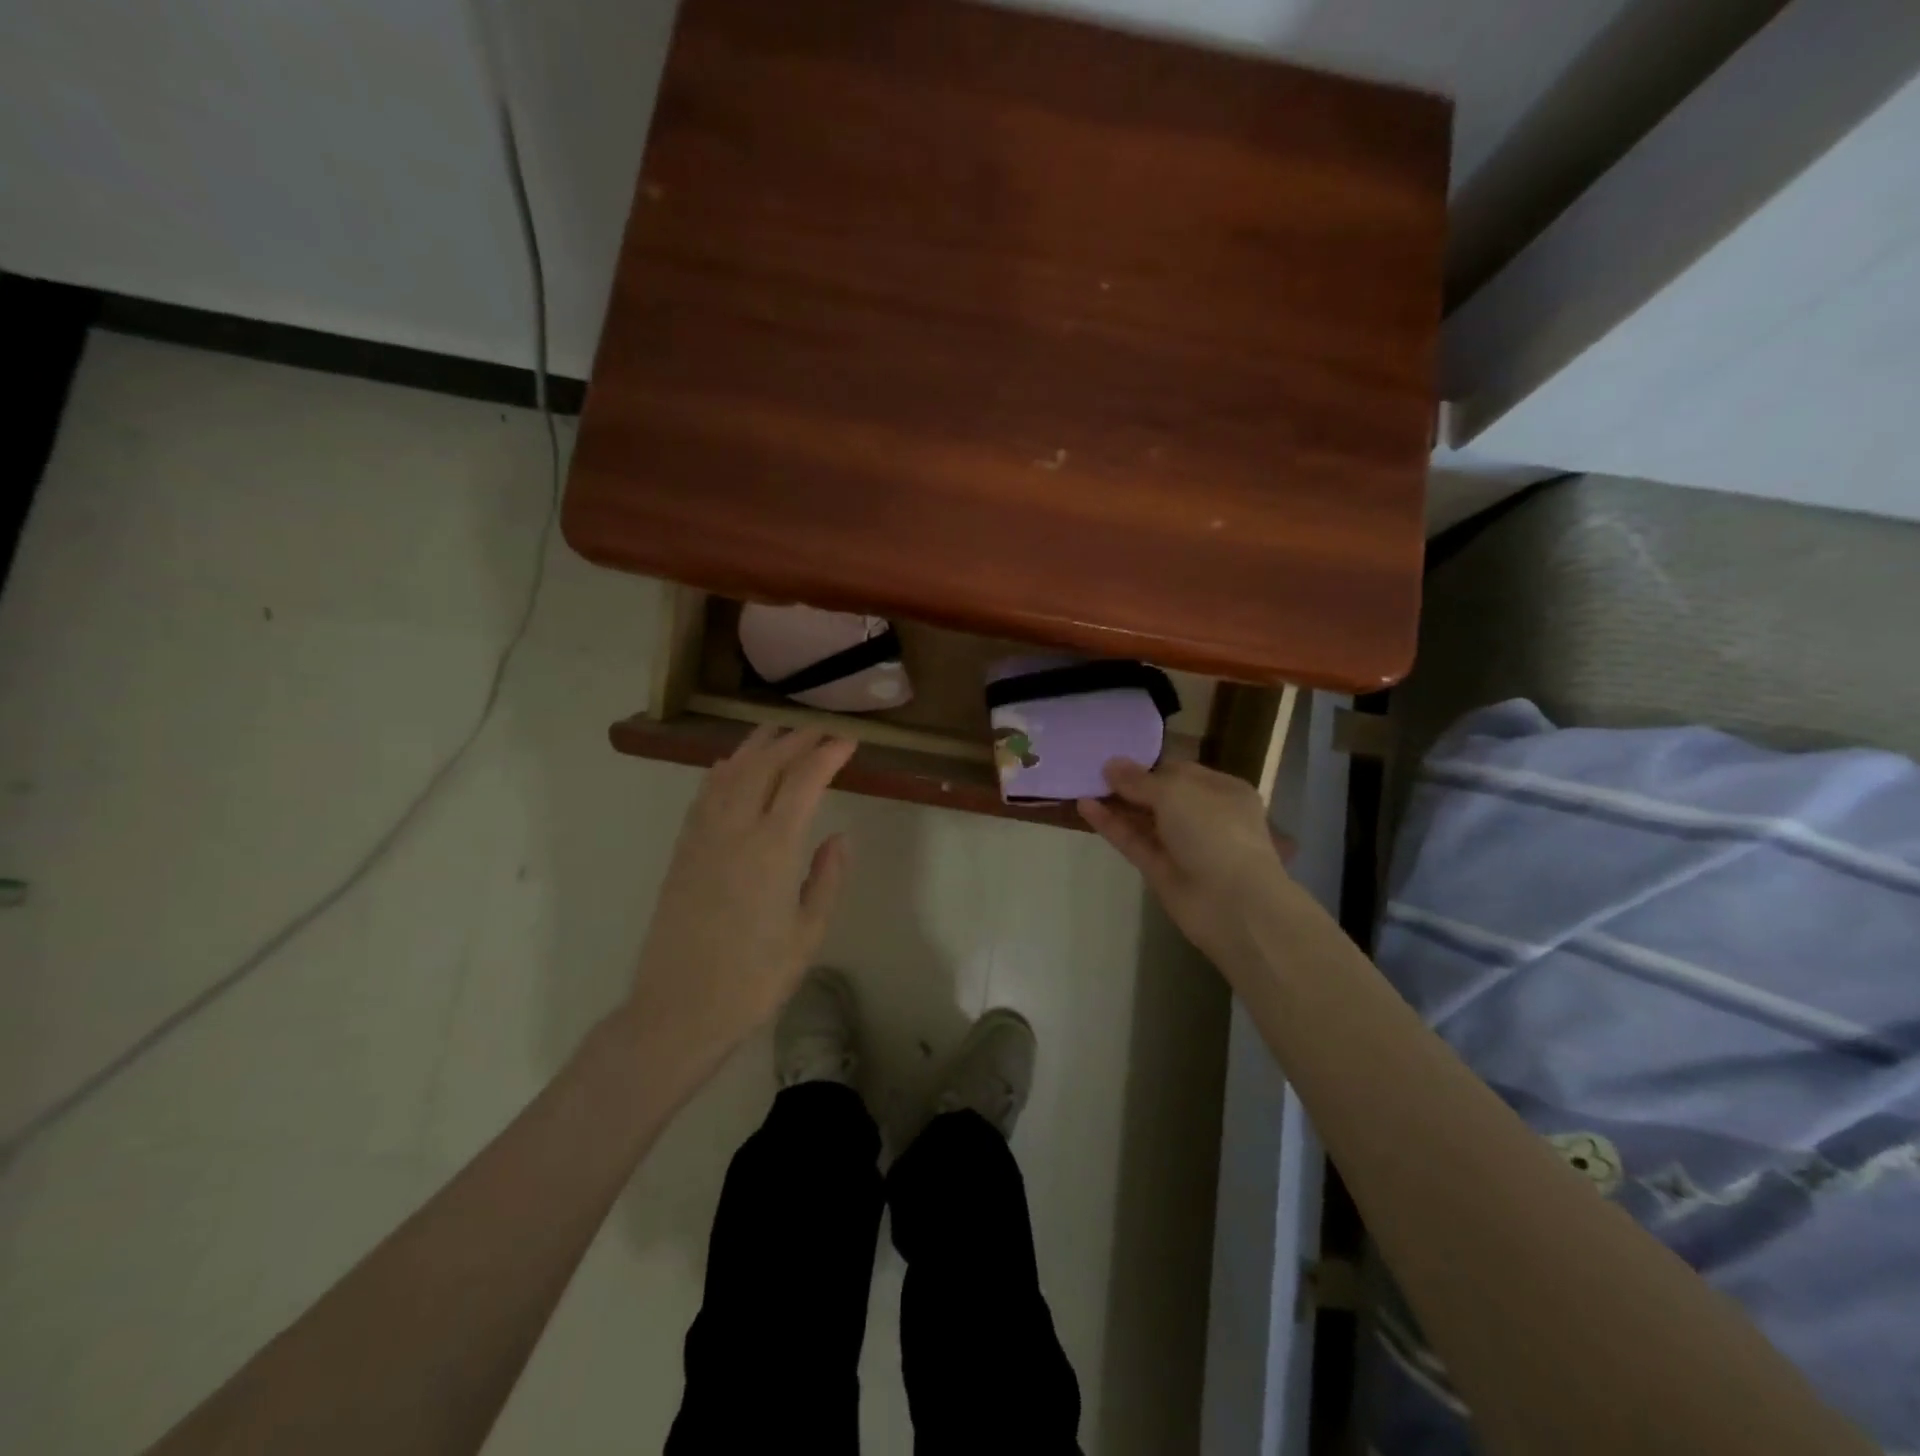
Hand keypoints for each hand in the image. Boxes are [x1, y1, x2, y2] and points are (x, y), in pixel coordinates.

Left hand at [626, 726, 855, 1067]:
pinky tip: (734, 766)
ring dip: (758, 746)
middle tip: (821, 730)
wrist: (678, 1010)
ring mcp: (702, 837)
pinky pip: (705, 793)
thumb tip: (839, 836)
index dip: (827, 754)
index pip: (803, 782)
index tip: (848, 742)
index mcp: (772, 849)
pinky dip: (725, 769)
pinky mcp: (682, 850)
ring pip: (730, 772)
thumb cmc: (753, 979)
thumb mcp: (808, 935)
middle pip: (765, 765)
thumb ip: (826, 879)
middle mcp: (734, 830)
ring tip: (780, 731)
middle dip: (795, 740)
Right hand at [1079, 758, 1291, 965]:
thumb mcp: (1176, 792)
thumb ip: (1139, 780)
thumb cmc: (1214, 831)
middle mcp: (1204, 816)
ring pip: (1143, 820)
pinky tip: (1085, 807)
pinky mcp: (1161, 870)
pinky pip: (1133, 841)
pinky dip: (1111, 825)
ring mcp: (1181, 845)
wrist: (1232, 903)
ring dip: (1115, 804)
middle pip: (1159, 796)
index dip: (1147, 766)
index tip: (1114, 760)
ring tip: (1081, 785)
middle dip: (1128, 784)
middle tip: (1090, 770)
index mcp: (1222, 791)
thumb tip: (1111, 764)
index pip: (1180, 772)